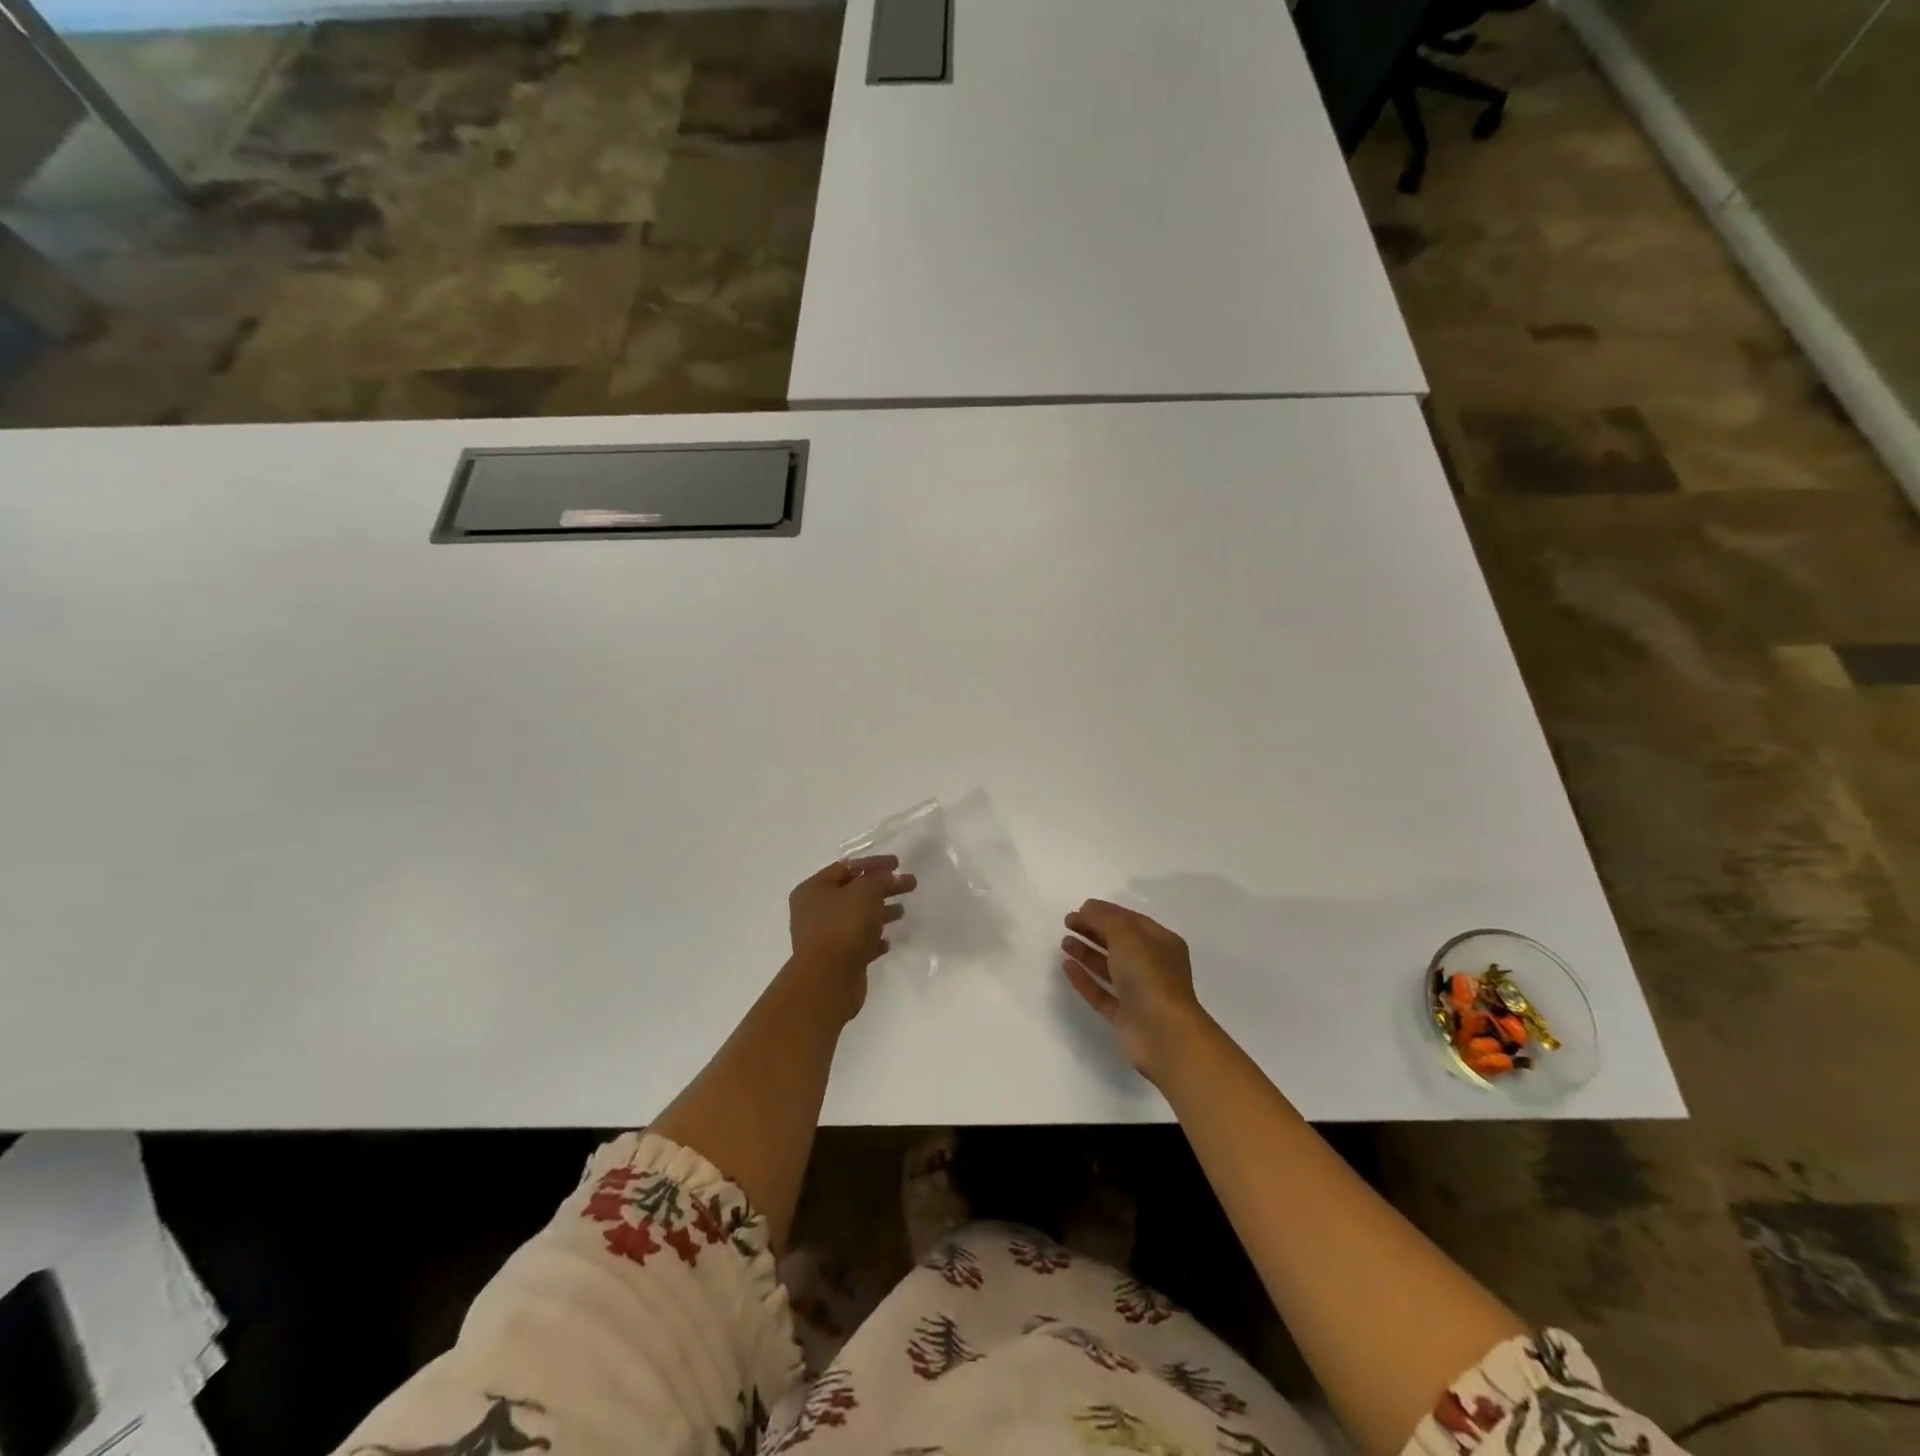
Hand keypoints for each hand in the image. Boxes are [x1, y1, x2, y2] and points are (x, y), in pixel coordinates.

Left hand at [788, 856, 916, 1019]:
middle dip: (881, 887)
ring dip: (880, 912)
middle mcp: (814, 911)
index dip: (873, 863)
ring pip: (857, 917)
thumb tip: (890, 877)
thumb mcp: (866, 892)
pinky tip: (888, 941)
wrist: (828, 980)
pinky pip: (858, 942)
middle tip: (908, 885)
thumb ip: (881, 879)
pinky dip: (874, 939)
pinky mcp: (836, 959)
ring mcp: (824, 936)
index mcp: (813, 889)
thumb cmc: (843, 926)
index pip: (846, 867)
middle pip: (853, 892)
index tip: (898, 864)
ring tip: (902, 912)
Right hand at [1061, 900, 1209, 1081]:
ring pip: (1109, 968)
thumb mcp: (1126, 936)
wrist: (1164, 1034)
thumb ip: (1104, 919)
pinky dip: (1085, 979)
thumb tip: (1087, 908)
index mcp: (1161, 943)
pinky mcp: (1125, 1016)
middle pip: (1119, 943)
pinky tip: (1067, 967)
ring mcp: (1139, 993)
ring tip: (1064, 943)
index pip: (1130, 920)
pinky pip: (1101, 993)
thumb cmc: (1149, 976)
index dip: (1105, 912)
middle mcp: (1152, 966)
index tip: (1078, 908)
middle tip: (1067, 923)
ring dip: (1087, 953)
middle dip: (1093, 930)